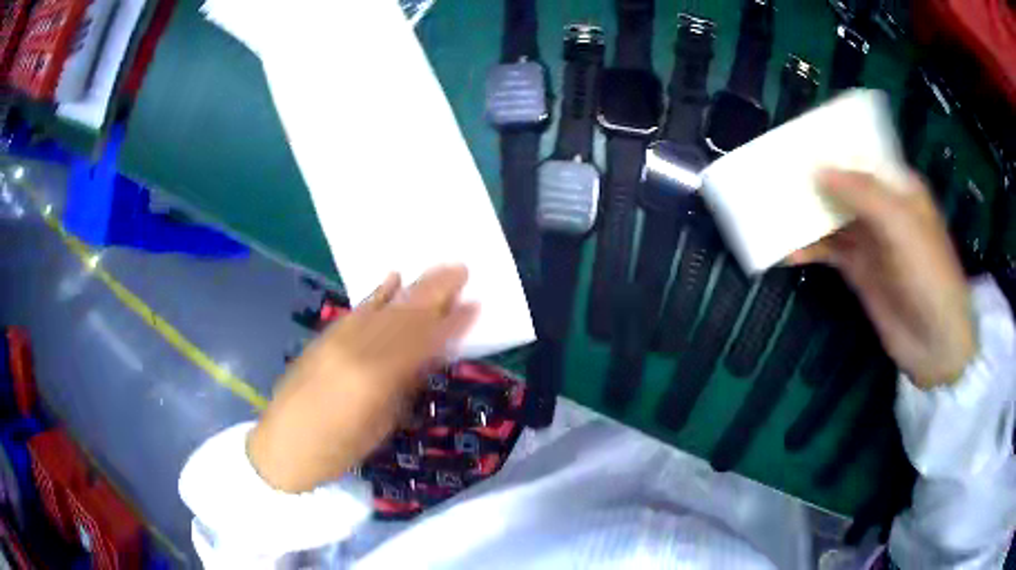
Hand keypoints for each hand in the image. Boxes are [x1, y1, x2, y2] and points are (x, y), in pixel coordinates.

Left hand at [248, 266, 476, 492]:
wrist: (283, 446)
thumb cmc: (337, 450)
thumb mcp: (380, 426)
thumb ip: (404, 386)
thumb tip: (428, 358)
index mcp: (375, 379)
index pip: (420, 343)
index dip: (449, 323)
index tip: (475, 304)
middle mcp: (356, 350)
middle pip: (403, 316)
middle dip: (434, 293)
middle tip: (462, 269)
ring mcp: (337, 339)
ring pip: (382, 308)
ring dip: (412, 288)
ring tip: (438, 269)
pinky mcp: (324, 336)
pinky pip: (356, 310)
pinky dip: (377, 293)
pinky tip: (392, 278)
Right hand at [790, 169, 974, 388]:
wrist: (933, 341)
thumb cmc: (928, 273)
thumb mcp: (901, 225)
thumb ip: (863, 194)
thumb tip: (817, 169)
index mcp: (897, 188)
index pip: (860, 158)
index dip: (832, 148)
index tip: (796, 142)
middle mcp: (882, 209)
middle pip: (842, 186)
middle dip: (813, 180)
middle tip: (775, 174)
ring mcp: (869, 240)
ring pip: (832, 218)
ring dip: (807, 216)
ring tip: (773, 210)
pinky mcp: (858, 270)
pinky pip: (829, 252)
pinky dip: (809, 250)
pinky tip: (787, 251)